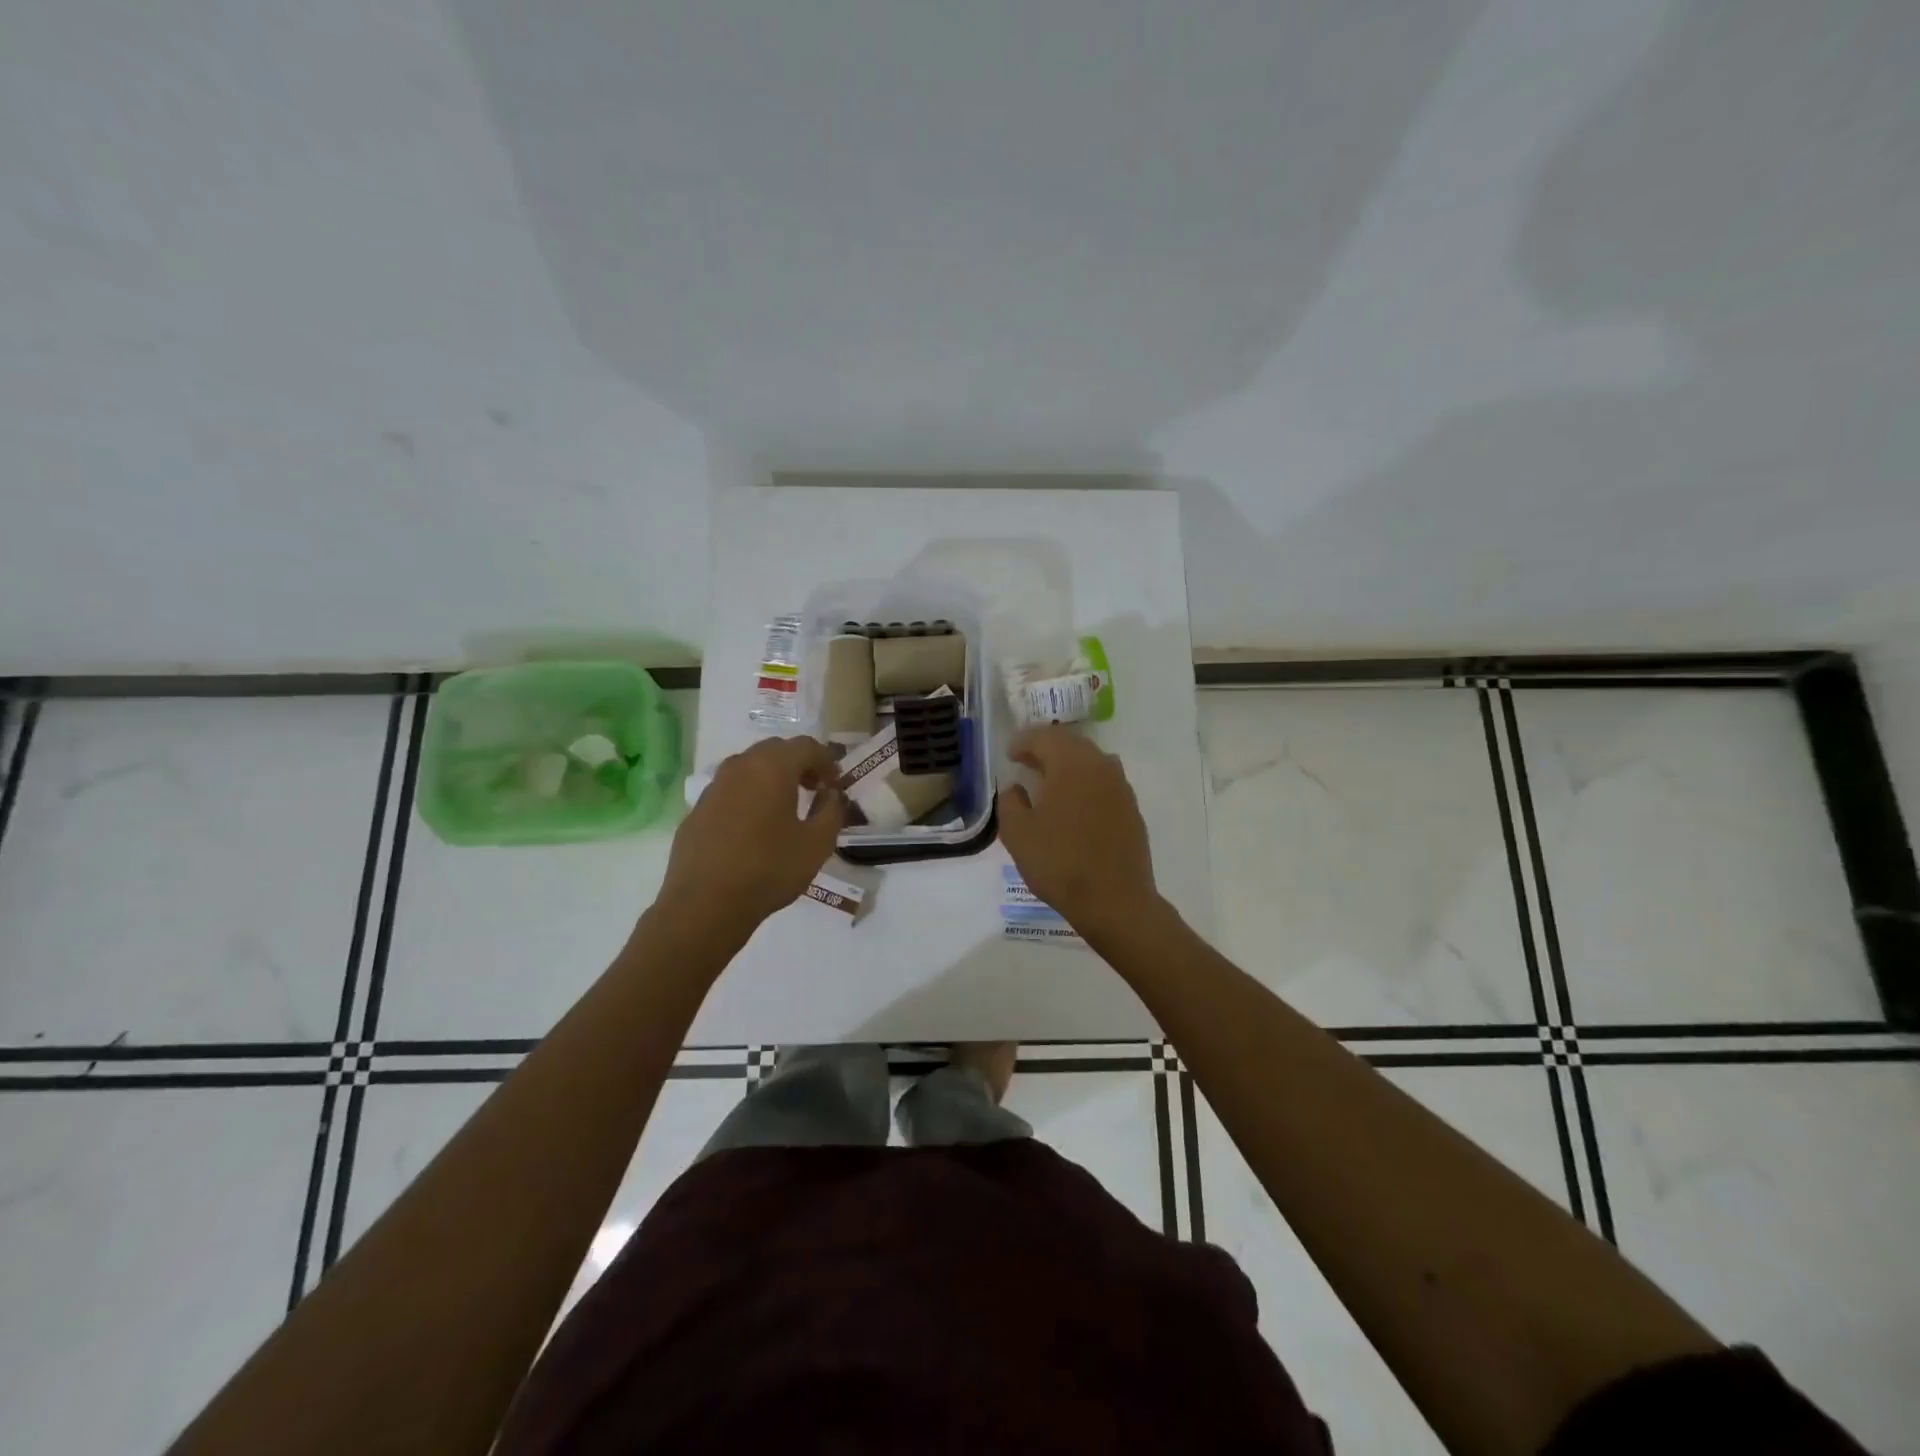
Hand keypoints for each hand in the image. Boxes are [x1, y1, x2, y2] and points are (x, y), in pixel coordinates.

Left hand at [658, 736, 845, 939]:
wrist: (705, 904)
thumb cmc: (769, 870)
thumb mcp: (817, 844)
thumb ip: (832, 811)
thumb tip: (831, 795)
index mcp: (772, 768)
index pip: (806, 746)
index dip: (826, 761)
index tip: (836, 784)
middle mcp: (740, 767)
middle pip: (775, 750)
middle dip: (799, 764)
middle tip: (814, 789)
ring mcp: (713, 787)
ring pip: (749, 767)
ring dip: (771, 778)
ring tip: (785, 806)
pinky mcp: (697, 810)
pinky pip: (730, 790)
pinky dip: (748, 796)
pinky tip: (754, 827)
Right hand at [997, 725, 1156, 933]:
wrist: (1115, 901)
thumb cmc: (1060, 863)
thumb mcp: (1018, 833)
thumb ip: (1010, 802)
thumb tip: (1016, 788)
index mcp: (1071, 765)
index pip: (1045, 737)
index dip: (1023, 741)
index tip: (1009, 754)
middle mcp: (1101, 767)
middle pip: (1071, 744)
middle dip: (1046, 748)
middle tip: (1026, 762)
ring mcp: (1121, 788)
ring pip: (1091, 761)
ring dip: (1068, 764)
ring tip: (1049, 781)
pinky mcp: (1132, 809)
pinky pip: (1104, 782)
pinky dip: (1085, 783)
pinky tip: (1074, 805)